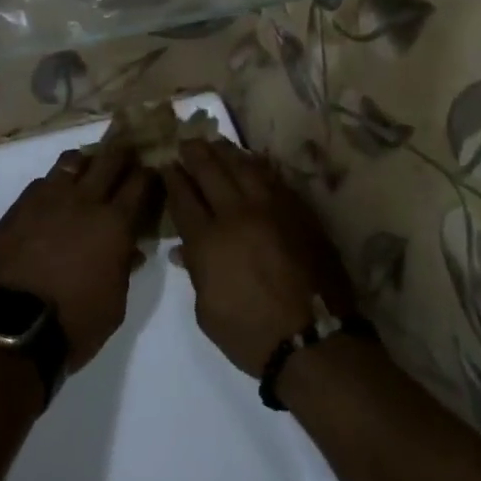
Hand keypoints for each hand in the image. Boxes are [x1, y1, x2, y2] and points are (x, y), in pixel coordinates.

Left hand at [0, 140, 161, 371]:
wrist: (11, 328)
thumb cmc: (75, 322)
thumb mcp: (115, 302)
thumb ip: (124, 268)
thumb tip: (130, 249)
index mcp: (115, 223)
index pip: (140, 182)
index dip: (149, 172)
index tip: (153, 169)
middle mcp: (84, 201)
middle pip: (109, 158)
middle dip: (123, 152)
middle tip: (128, 152)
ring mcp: (48, 200)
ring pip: (72, 161)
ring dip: (86, 162)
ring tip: (89, 169)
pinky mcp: (18, 208)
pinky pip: (42, 182)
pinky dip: (54, 184)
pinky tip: (55, 198)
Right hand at [159, 138, 356, 376]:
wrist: (313, 339)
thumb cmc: (251, 334)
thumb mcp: (208, 311)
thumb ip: (196, 273)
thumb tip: (184, 249)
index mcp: (208, 241)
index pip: (184, 198)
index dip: (173, 179)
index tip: (167, 164)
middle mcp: (237, 215)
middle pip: (211, 172)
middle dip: (195, 154)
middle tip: (186, 141)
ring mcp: (271, 209)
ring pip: (244, 167)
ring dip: (225, 152)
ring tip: (214, 141)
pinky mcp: (297, 211)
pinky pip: (273, 178)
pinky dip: (257, 165)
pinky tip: (250, 160)